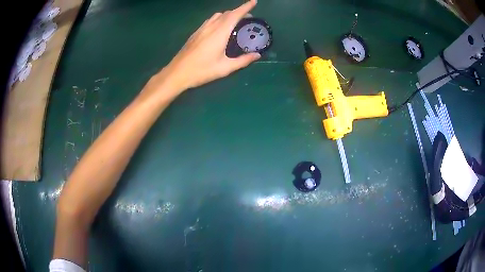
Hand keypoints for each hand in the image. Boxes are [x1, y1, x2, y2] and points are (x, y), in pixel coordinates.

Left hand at [163, 0, 260, 90]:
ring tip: (235, 22)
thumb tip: (257, 55)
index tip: (254, 1)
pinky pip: (210, 20)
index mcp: (220, 33)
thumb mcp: (225, 68)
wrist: (177, 73)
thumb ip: (243, 61)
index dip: (245, 7)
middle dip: (239, 12)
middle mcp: (210, 27)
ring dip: (228, 15)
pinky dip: (219, 19)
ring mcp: (201, 29)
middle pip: (226, 13)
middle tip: (248, 18)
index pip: (235, 15)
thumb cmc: (202, 71)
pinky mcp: (195, 33)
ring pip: (217, 15)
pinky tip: (219, 28)